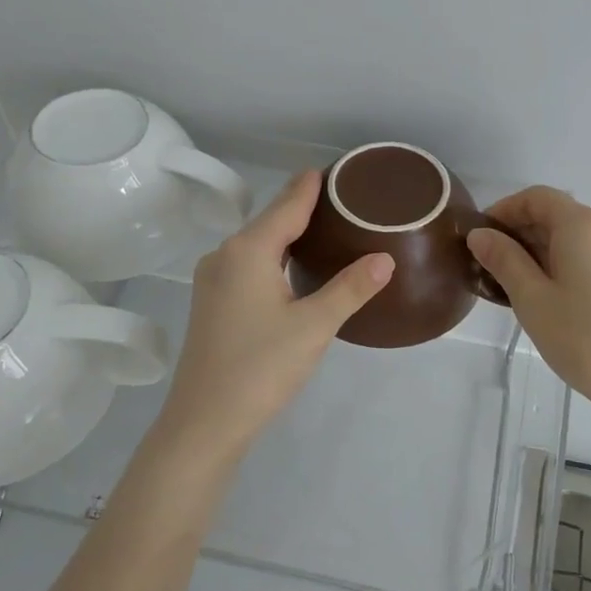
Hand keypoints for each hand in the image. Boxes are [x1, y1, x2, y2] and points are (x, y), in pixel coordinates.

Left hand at [156, 170, 393, 452]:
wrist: (205, 421)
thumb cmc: (261, 367)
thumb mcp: (314, 326)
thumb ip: (350, 288)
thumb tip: (385, 258)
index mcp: (248, 251)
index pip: (288, 205)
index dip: (312, 186)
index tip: (336, 169)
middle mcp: (225, 255)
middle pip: (270, 220)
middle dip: (303, 206)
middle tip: (344, 200)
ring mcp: (213, 280)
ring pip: (258, 244)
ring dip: (288, 233)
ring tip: (327, 228)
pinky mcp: (212, 302)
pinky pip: (248, 264)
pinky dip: (274, 255)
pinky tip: (293, 266)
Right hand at [468, 187, 590, 411]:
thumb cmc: (583, 337)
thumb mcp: (532, 298)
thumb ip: (503, 259)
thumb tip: (480, 234)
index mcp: (583, 224)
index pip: (536, 197)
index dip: (504, 210)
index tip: (480, 237)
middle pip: (557, 214)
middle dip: (521, 232)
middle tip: (491, 266)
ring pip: (574, 236)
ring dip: (541, 249)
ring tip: (516, 284)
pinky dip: (565, 261)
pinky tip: (550, 294)